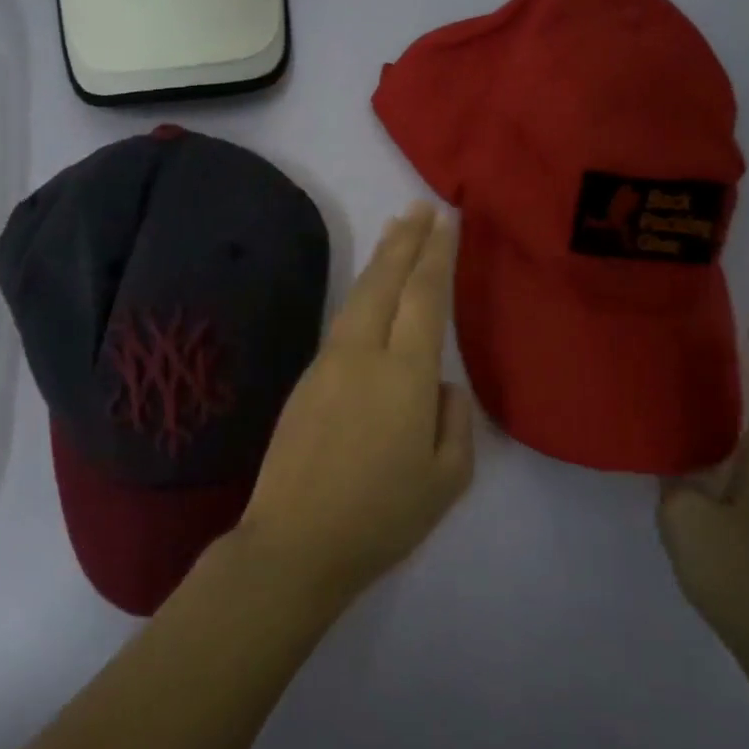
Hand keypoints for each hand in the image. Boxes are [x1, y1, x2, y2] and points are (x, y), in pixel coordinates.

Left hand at [237, 203, 474, 608]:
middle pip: (384, 283)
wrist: (295, 541)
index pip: (425, 297)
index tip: (447, 220)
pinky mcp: (305, 380)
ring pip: (357, 298)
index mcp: (404, 375)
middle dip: (405, 241)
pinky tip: (367, 297)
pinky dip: (360, 296)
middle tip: (420, 207)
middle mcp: (362, 354)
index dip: (437, 255)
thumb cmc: (381, 517)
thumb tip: (440, 386)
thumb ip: (453, 422)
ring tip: (394, 234)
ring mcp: (327, 364)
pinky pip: (341, 323)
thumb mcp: (445, 479)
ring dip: (378, 262)